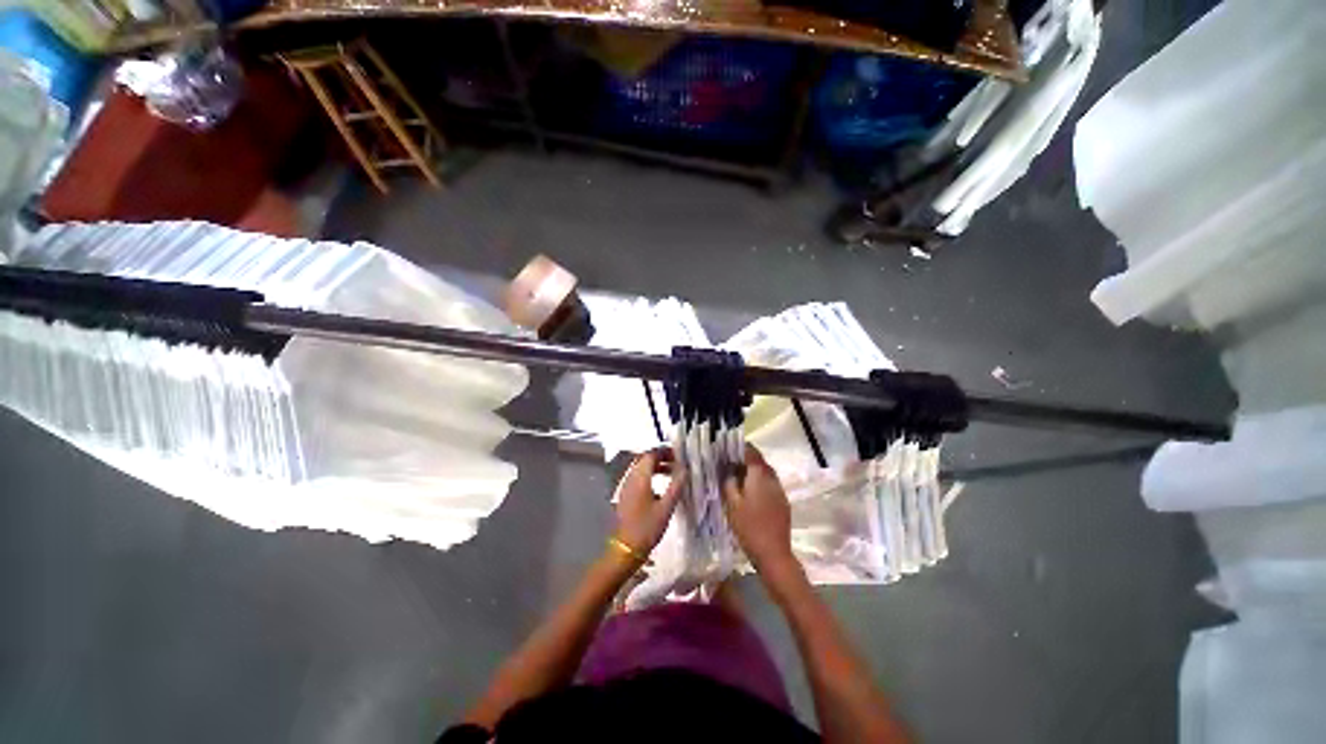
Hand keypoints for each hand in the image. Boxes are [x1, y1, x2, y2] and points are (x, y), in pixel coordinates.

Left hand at [613, 448, 682, 556]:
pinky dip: (649, 476)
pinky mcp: (626, 495)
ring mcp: (626, 487)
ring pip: (641, 468)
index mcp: (640, 478)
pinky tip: (660, 488)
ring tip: (671, 473)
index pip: (651, 455)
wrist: (626, 548)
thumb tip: (684, 470)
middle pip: (644, 459)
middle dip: (660, 457)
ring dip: (655, 466)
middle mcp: (631, 478)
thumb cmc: (647, 527)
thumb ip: (676, 486)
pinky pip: (638, 478)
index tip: (678, 455)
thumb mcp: (666, 507)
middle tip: (676, 462)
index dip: (664, 451)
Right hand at [722, 446, 796, 574]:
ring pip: (765, 473)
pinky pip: (769, 484)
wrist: (774, 554)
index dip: (739, 447)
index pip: (751, 451)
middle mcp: (772, 478)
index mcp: (759, 475)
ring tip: (737, 477)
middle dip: (745, 459)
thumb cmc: (749, 527)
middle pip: (759, 461)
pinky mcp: (782, 501)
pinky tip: (749, 493)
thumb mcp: (732, 504)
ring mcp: (779, 490)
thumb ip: (728, 482)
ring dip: (752, 471)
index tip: (727, 448)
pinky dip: (758, 483)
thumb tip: (727, 469)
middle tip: (728, 463)